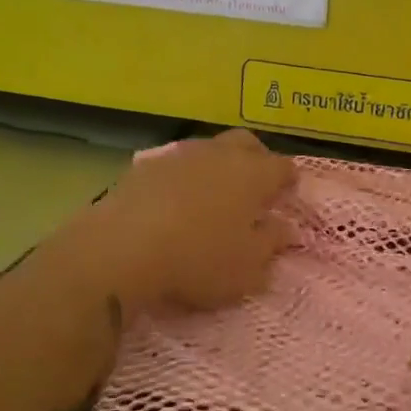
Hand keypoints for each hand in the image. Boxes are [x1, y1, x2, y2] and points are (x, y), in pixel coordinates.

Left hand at [70, 130, 296, 315]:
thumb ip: (271, 244)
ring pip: (209, 149)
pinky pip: (175, 165)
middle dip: (256, 159)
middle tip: (255, 186)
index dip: (288, 181)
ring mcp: (179, 155)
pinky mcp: (144, 166)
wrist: (123, 248)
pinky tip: (176, 202)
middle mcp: (220, 154)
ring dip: (217, 166)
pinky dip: (183, 178)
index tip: (287, 195)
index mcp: (253, 174)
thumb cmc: (199, 259)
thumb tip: (284, 227)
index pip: (282, 167)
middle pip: (246, 143)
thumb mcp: (248, 267)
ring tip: (213, 195)